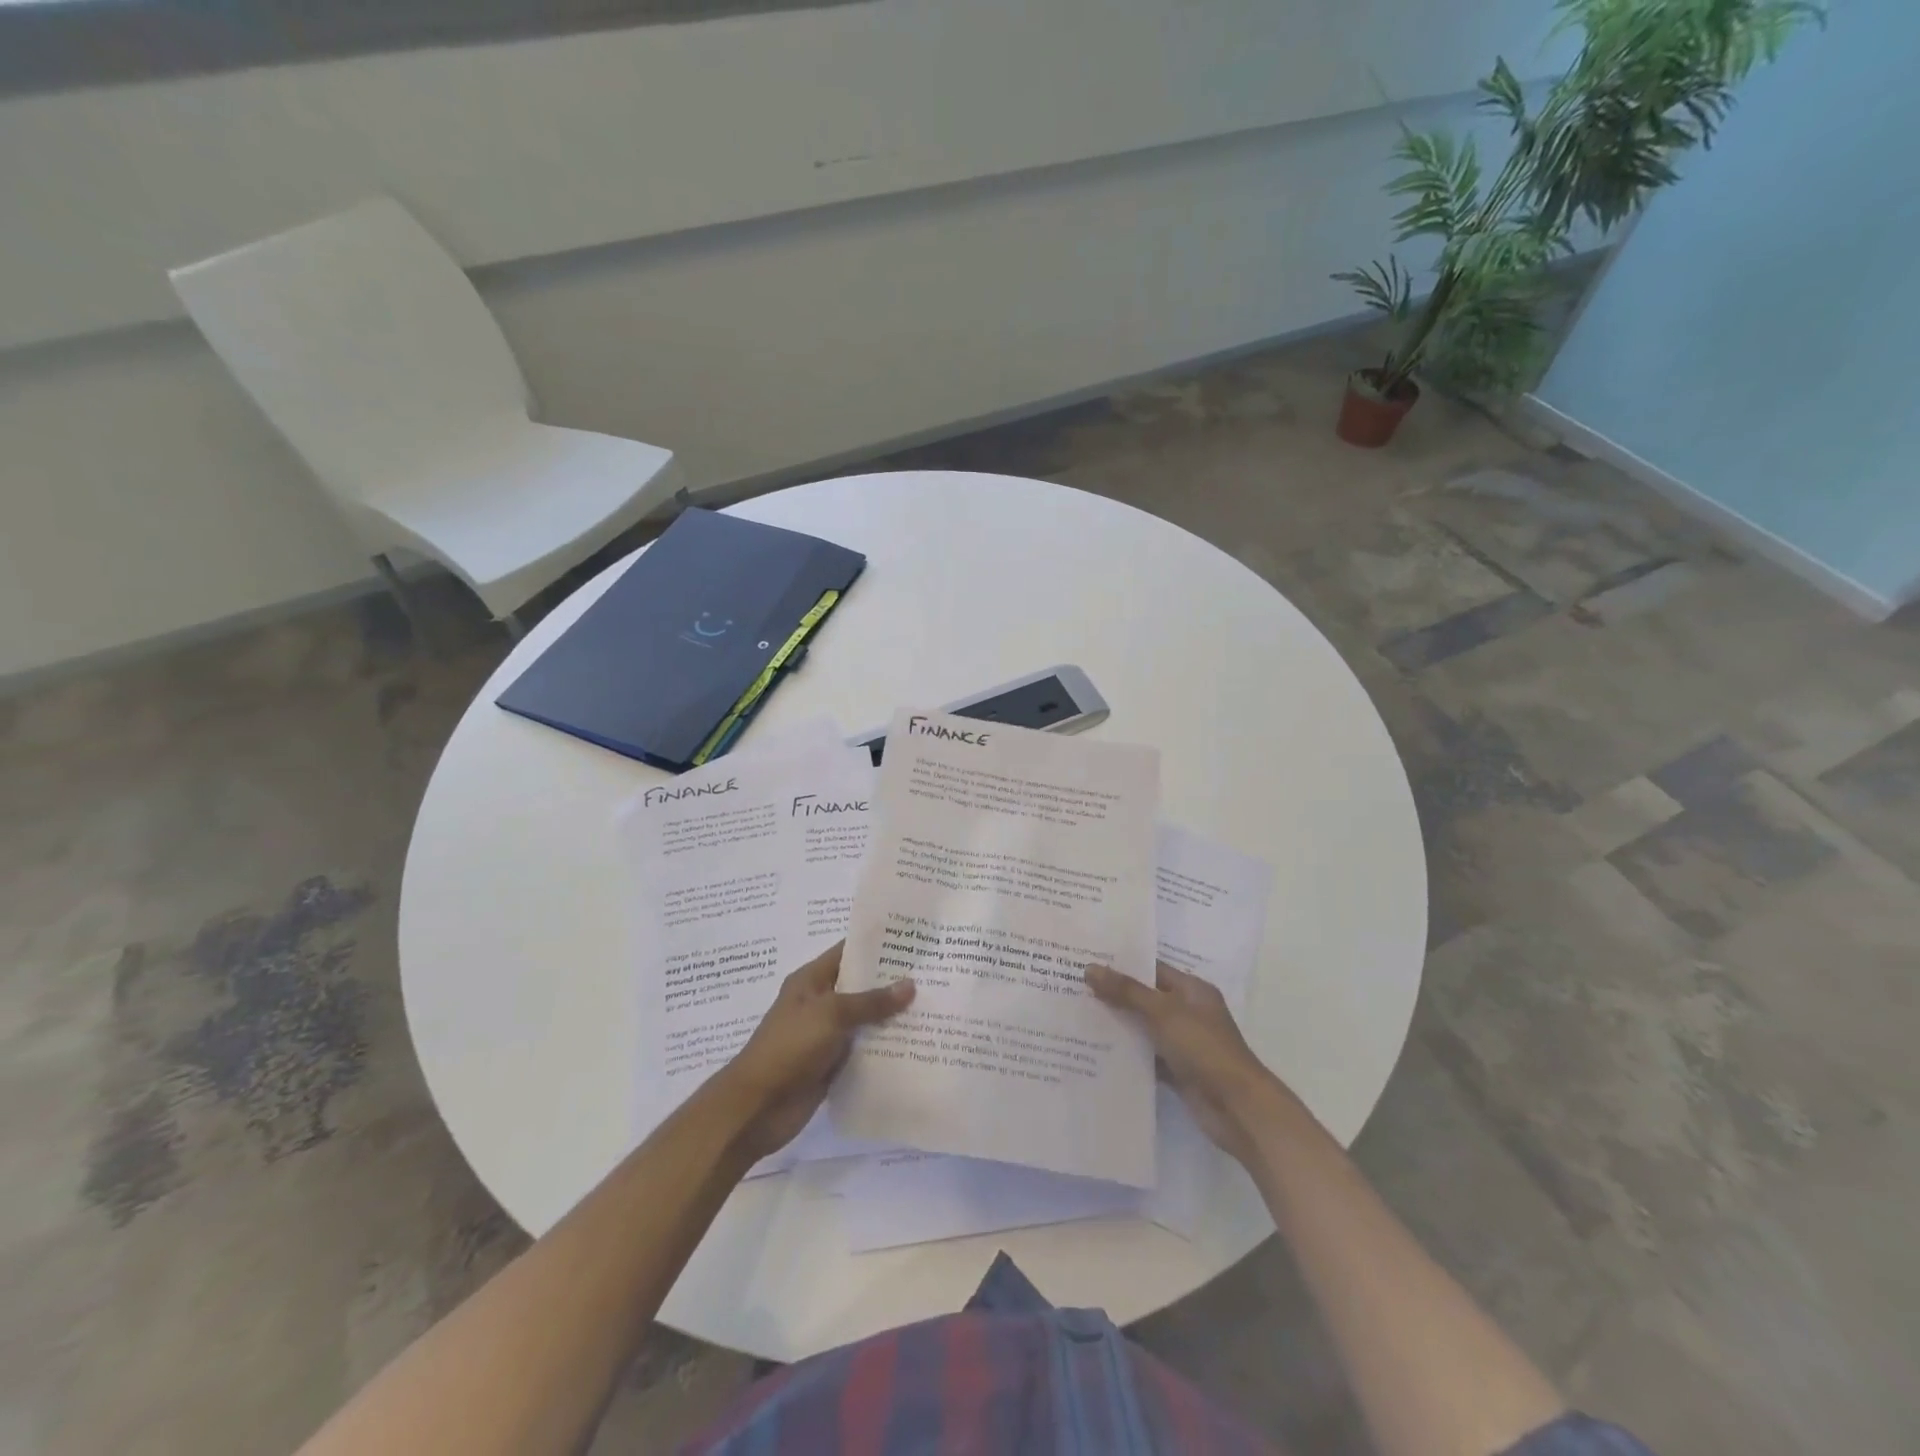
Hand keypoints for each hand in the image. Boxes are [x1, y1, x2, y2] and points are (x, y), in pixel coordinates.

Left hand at [713, 942, 914, 1162]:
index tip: (912, 940)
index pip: (847, 952)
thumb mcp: (830, 1015)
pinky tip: (916, 1044)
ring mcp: (826, 1035)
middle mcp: (820, 1003)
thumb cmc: (789, 1048)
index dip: (876, 945)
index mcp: (811, 981)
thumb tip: (910, 985)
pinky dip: (885, 1047)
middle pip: (860, 986)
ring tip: (934, 1006)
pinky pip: (864, 1049)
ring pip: (865, 1019)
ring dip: (892, 1017)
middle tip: (933, 973)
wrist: (756, 1108)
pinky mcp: (833, 1065)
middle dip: (892, 982)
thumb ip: (870, 1001)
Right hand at [1085, 961, 1273, 1162]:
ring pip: (1144, 1028)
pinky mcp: (1177, 1071)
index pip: (1152, 969)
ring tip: (1077, 1015)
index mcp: (1192, 990)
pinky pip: (1146, 1056)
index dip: (1122, 964)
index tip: (1088, 960)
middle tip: (1074, 986)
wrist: (1237, 1108)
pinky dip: (1127, 1054)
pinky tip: (1096, 1050)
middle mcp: (1188, 1013)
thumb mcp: (1163, 1013)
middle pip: (1145, 998)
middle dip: (1114, 994)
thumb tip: (1090, 968)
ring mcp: (1183, 1043)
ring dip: (1118, 1024)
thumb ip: (1127, 991)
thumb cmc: (1204, 1048)